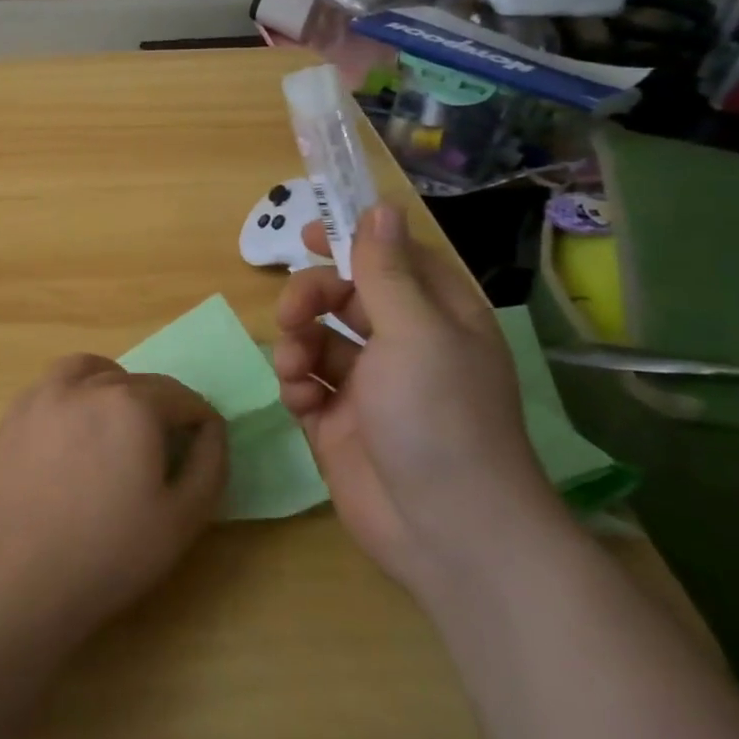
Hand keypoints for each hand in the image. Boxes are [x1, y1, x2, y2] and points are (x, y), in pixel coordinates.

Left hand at [0, 355, 227, 644]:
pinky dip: (72, 395)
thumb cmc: (110, 553)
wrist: (18, 578)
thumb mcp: (183, 518)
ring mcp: (43, 396)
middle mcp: (87, 386)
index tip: (202, 444)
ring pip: (89, 371)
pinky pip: (52, 388)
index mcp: (132, 404)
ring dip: (112, 386)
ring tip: (116, 422)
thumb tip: (212, 428)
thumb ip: (210, 463)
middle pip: (137, 382)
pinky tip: (72, 432)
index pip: (180, 396)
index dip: (199, 419)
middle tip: (161, 448)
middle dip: (159, 407)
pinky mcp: (13, 415)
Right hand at [274, 205, 562, 592]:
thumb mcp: (416, 332)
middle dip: (311, 299)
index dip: (352, 241)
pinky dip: (297, 385)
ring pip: (317, 339)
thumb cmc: (439, 416)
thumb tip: (381, 207)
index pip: (391, 258)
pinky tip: (303, 403)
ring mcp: (369, 386)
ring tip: (297, 370)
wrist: (446, 530)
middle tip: (292, 315)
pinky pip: (306, 384)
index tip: (308, 233)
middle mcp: (403, 345)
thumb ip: (386, 270)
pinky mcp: (339, 422)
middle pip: (343, 296)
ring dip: (297, 345)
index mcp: (436, 316)